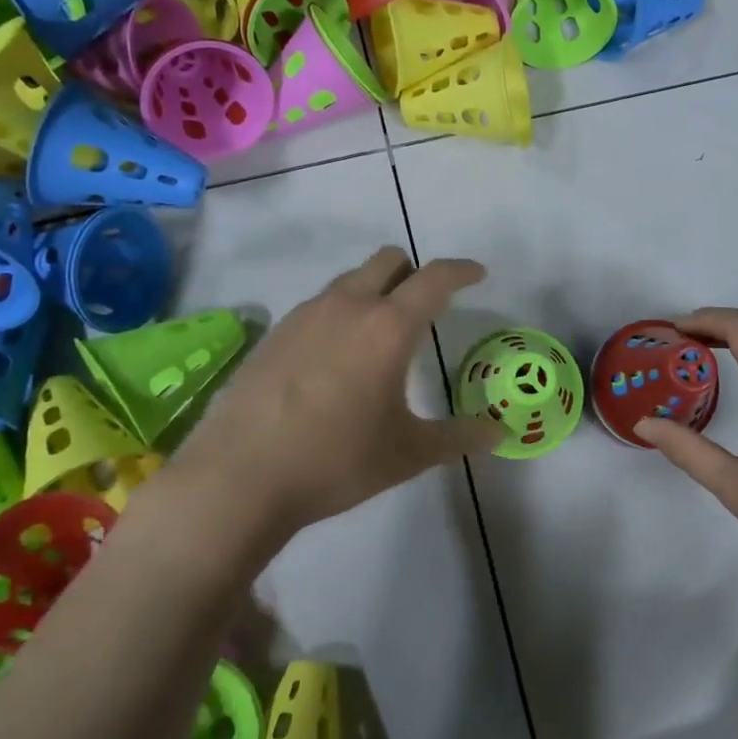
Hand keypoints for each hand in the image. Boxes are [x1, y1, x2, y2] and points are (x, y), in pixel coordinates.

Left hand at [173, 247, 502, 544]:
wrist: (238, 478)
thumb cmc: (335, 461)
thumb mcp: (407, 454)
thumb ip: (459, 437)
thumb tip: (498, 433)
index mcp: (388, 327)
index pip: (435, 278)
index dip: (461, 271)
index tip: (477, 274)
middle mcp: (348, 306)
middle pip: (389, 260)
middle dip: (415, 272)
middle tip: (426, 306)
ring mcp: (305, 315)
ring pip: (351, 279)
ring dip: (375, 290)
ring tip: (380, 334)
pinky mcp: (275, 333)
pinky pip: (320, 304)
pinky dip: (341, 312)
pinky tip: (336, 357)